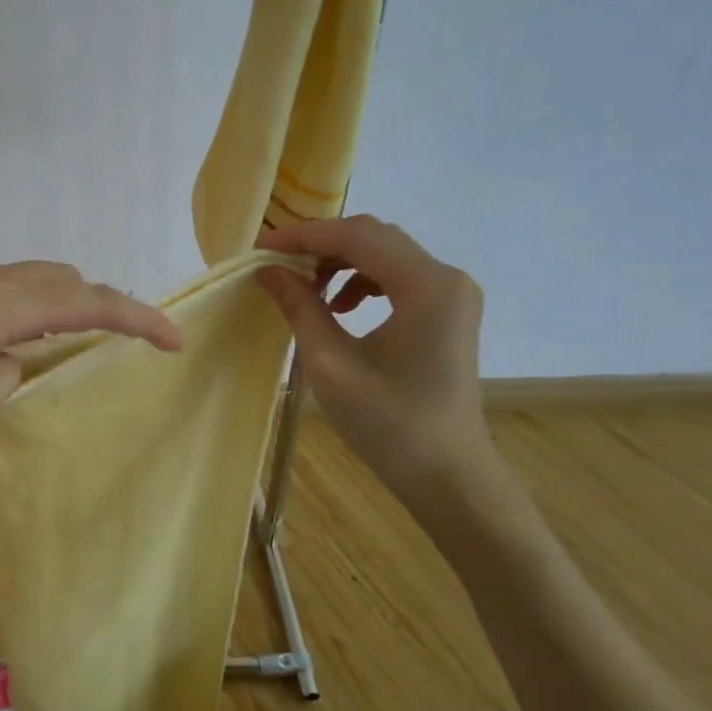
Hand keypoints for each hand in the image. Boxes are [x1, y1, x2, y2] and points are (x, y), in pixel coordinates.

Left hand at [0, 262, 180, 458]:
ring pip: (30, 280)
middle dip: (104, 305)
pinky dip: (30, 310)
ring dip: (64, 306)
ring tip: (77, 347)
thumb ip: (13, 376)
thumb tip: (23, 360)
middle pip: (62, 278)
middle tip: (125, 345)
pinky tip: (15, 345)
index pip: (87, 301)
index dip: (137, 318)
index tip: (174, 342)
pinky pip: (0, 291)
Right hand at [256, 215, 493, 502]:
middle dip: (320, 245)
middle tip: (276, 265)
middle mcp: (446, 278)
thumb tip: (267, 270)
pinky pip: (397, 276)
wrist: (447, 474)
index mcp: (426, 286)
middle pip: (374, 237)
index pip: (357, 236)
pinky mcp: (447, 311)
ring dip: (339, 262)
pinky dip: (360, 280)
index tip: (261, 248)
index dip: (304, 236)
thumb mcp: (331, 363)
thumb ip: (300, 307)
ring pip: (385, 253)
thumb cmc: (388, 424)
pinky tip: (338, 307)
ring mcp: (451, 293)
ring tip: (305, 290)